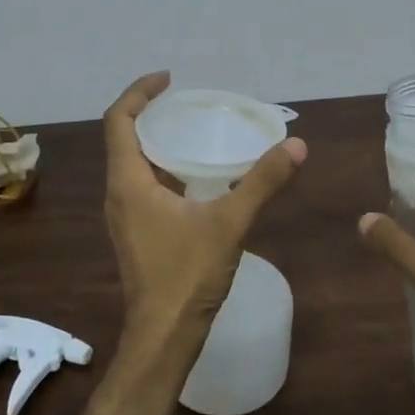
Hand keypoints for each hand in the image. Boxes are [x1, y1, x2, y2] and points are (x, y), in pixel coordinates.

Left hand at [103, 73, 305, 359]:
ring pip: (134, 165)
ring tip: (195, 132)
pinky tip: (198, 179)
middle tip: (188, 102)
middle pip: (124, 139)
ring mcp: (125, 217)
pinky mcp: (136, 234)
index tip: (168, 78)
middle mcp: (118, 194)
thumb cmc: (186, 276)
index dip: (139, 92)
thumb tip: (296, 145)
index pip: (118, 120)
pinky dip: (164, 170)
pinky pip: (144, 187)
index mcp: (128, 182)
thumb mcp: (229, 223)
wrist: (163, 337)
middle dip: (151, 114)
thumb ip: (262, 182)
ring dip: (157, 143)